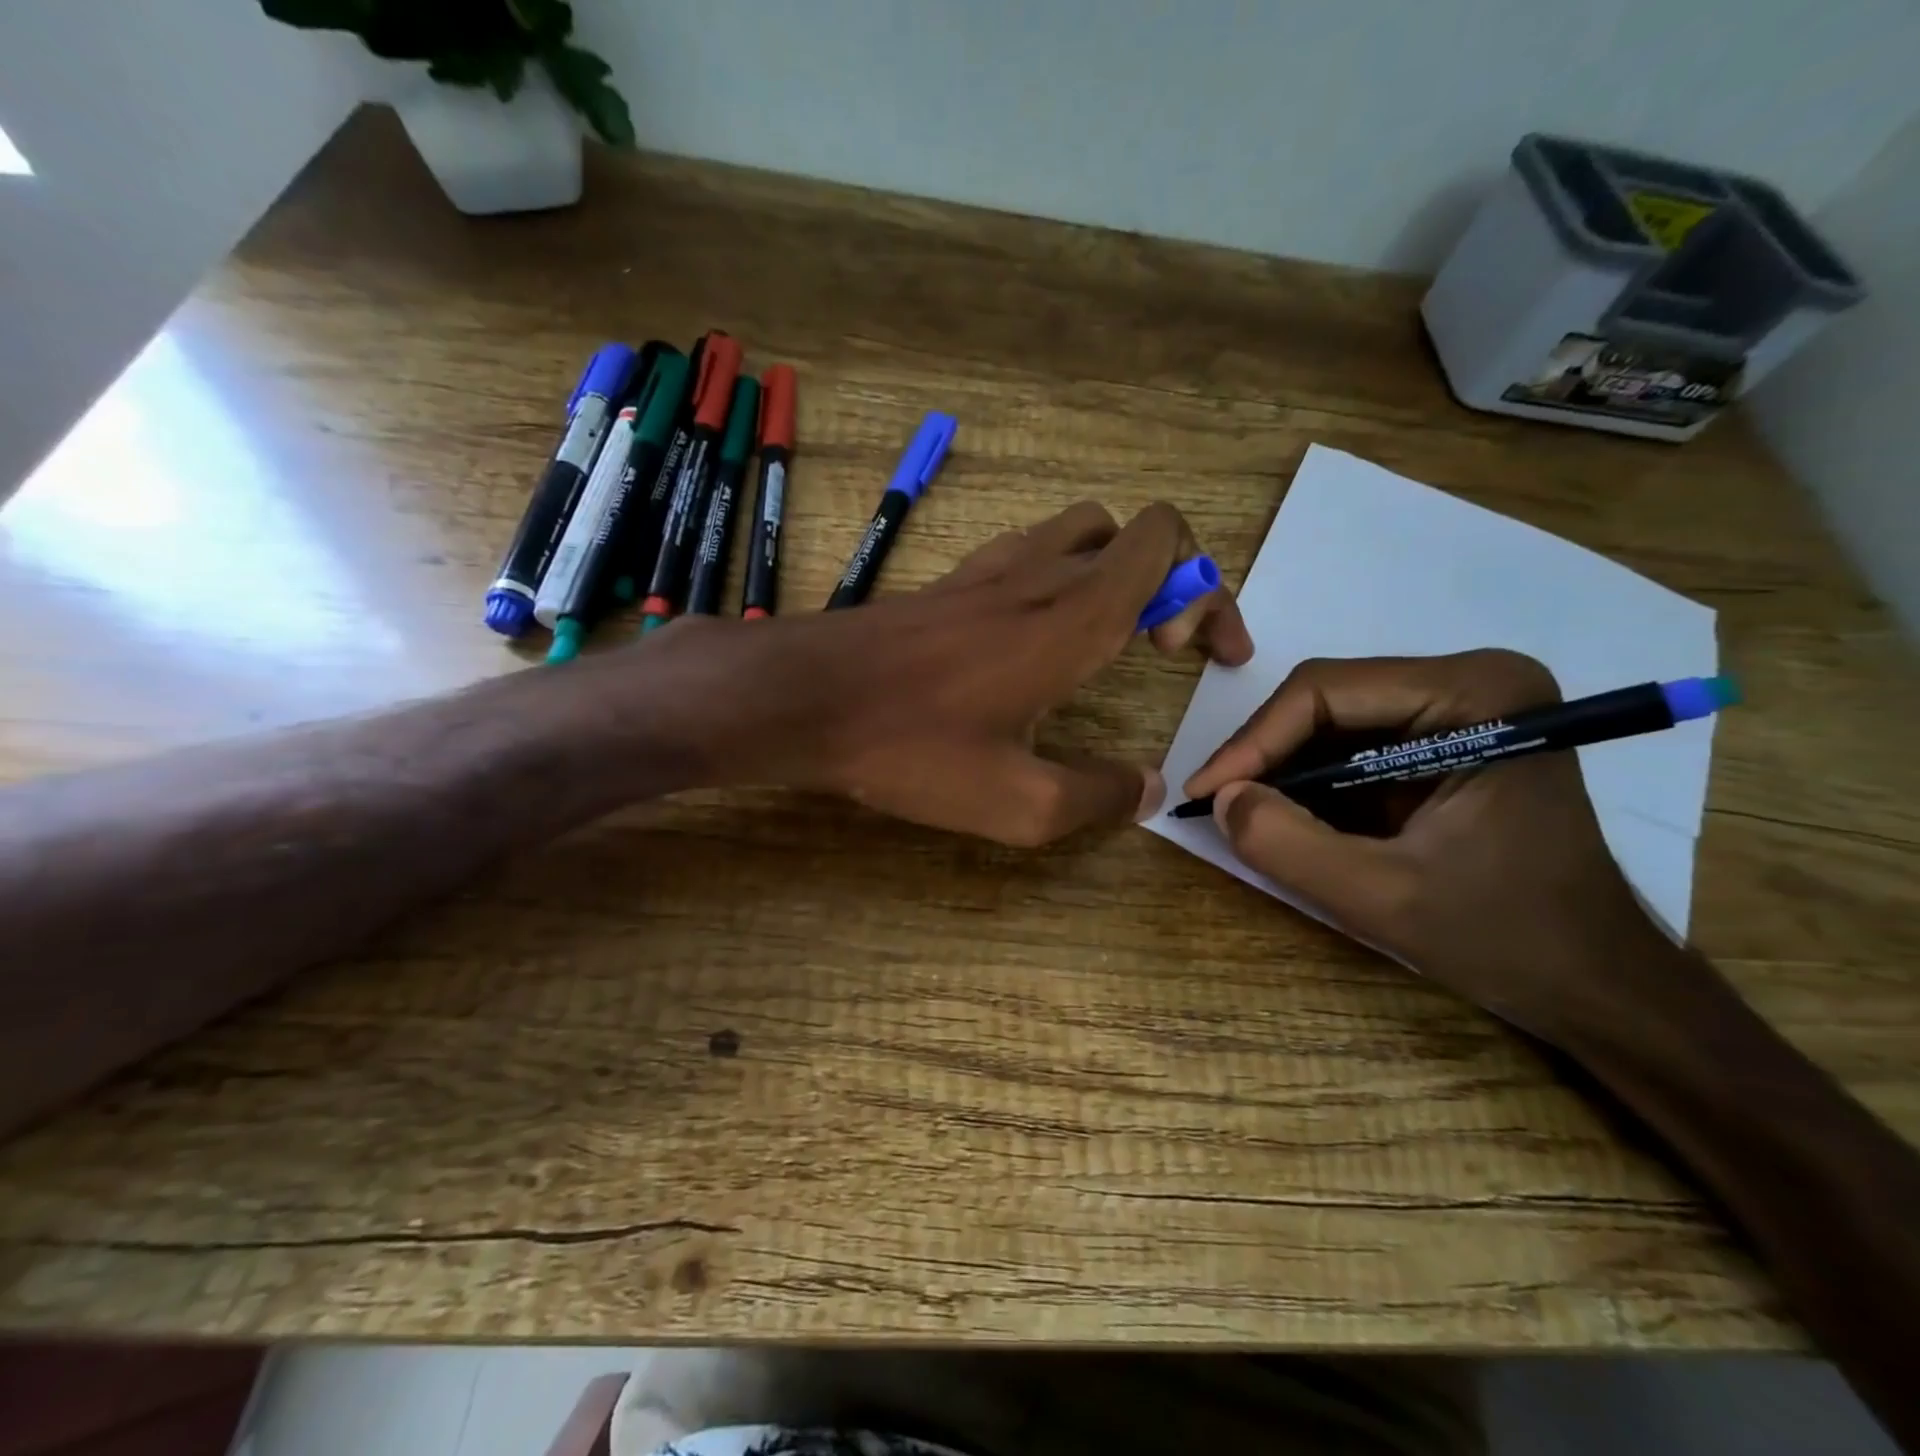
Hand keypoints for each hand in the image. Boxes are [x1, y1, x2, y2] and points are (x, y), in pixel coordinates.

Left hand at [684, 500, 1250, 844]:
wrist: (803, 698)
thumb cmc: (912, 747)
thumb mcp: (1017, 803)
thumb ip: (1096, 797)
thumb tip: (1146, 790)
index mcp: (1074, 617)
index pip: (1167, 544)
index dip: (1206, 590)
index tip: (1196, 656)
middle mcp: (1039, 575)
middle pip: (1132, 532)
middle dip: (1170, 581)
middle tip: (1156, 649)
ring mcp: (988, 570)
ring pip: (1077, 531)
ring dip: (1111, 570)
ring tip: (1104, 636)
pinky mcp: (949, 583)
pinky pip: (1025, 552)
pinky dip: (1055, 576)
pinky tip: (1033, 638)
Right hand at [1183, 650, 1684, 1045]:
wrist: (1596, 983)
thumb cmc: (1508, 938)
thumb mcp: (1382, 898)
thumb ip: (1287, 846)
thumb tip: (1220, 798)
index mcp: (1477, 694)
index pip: (1326, 690)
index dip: (1253, 741)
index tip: (1204, 792)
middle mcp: (1469, 681)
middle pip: (1327, 699)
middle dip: (1265, 755)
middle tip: (1217, 804)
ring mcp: (1459, 709)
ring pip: (1332, 722)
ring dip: (1282, 770)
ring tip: (1243, 813)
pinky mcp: (1443, 740)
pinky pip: (1351, 747)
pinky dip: (1309, 783)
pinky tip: (1286, 817)